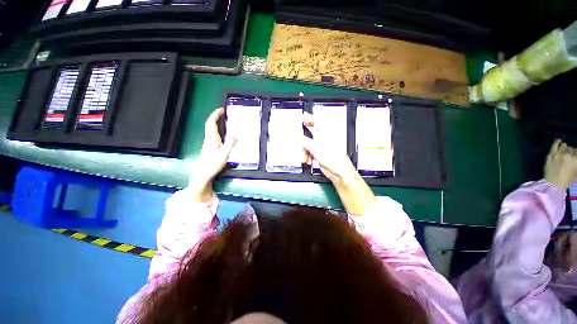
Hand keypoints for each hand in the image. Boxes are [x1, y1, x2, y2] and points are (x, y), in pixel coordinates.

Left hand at [189, 108, 236, 201]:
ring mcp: (208, 144)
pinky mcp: (209, 148)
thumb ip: (230, 144)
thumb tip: (236, 134)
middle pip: (210, 125)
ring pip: (210, 130)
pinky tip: (221, 135)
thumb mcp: (224, 154)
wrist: (203, 175)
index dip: (215, 115)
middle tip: (223, 113)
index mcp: (212, 139)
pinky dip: (216, 130)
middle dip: (215, 117)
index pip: (211, 123)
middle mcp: (208, 139)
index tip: (221, 109)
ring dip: (216, 123)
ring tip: (223, 121)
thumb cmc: (213, 165)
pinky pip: (212, 135)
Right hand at [302, 112, 355, 182]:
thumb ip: (306, 142)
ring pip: (309, 143)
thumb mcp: (316, 149)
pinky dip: (307, 155)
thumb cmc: (332, 158)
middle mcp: (324, 138)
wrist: (339, 172)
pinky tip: (307, 160)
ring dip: (305, 149)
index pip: (317, 122)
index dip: (309, 118)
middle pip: (313, 130)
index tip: (301, 116)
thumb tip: (298, 137)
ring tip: (303, 157)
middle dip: (306, 127)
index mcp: (326, 134)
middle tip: (298, 121)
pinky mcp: (320, 154)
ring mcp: (322, 146)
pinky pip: (310, 151)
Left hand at [544, 139, 576, 189]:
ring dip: (565, 148)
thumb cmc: (567, 180)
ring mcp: (559, 153)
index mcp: (576, 159)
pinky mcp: (551, 154)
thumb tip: (574, 158)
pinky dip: (557, 142)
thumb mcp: (576, 171)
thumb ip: (576, 162)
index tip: (574, 156)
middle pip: (571, 149)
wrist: (553, 183)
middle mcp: (569, 154)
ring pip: (564, 146)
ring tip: (565, 150)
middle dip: (571, 152)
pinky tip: (559, 140)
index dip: (576, 154)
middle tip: (569, 156)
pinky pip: (555, 145)